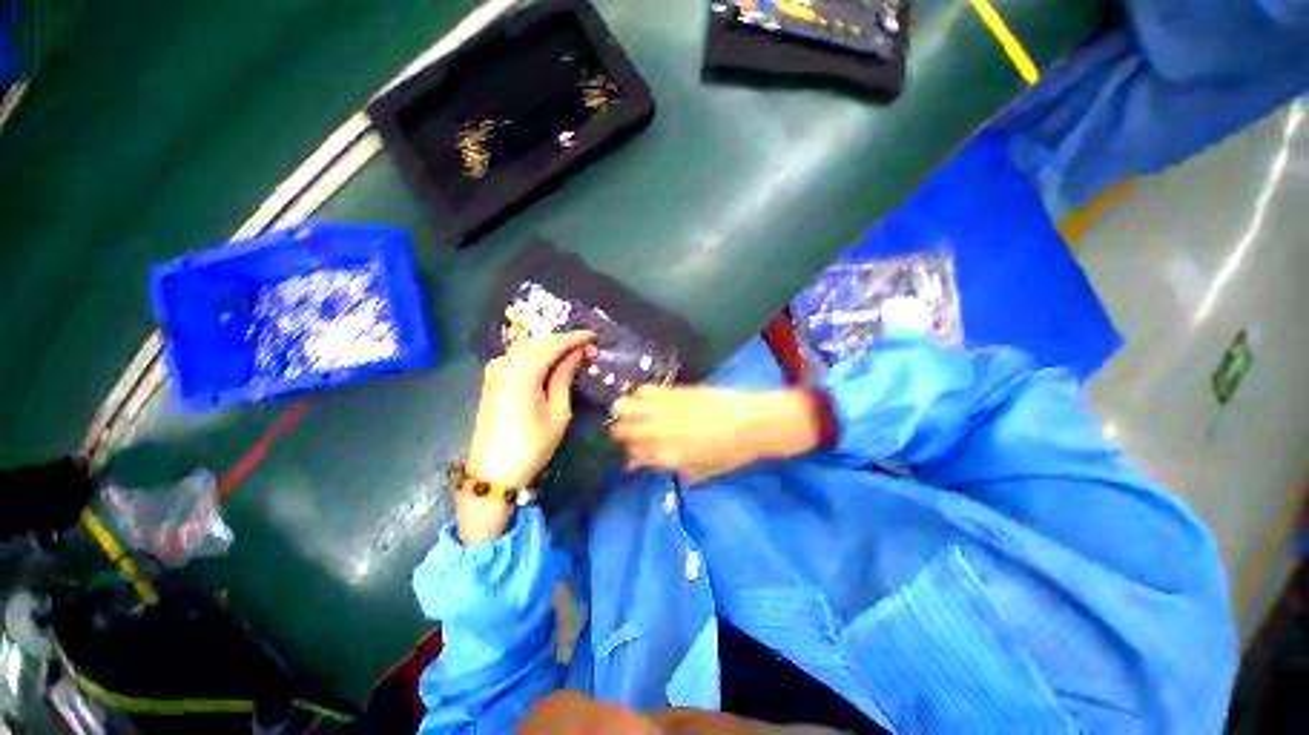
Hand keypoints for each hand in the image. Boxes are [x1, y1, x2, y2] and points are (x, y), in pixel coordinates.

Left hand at [459, 332, 595, 542]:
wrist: (493, 472)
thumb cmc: (532, 445)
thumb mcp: (557, 413)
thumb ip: (564, 378)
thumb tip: (576, 354)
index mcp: (522, 373)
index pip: (552, 345)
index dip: (574, 339)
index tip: (594, 336)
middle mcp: (504, 365)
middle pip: (538, 342)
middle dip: (564, 342)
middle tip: (587, 348)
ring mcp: (494, 371)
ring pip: (526, 347)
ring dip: (550, 346)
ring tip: (573, 353)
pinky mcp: (492, 379)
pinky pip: (516, 356)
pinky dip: (536, 354)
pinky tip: (549, 360)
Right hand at [609, 386, 822, 478]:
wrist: (753, 424)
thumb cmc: (730, 453)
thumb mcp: (699, 470)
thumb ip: (668, 466)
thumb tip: (639, 463)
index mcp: (667, 457)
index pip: (633, 453)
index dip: (629, 450)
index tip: (632, 447)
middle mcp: (660, 433)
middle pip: (624, 430)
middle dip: (621, 430)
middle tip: (627, 428)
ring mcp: (666, 410)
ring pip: (628, 408)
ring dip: (623, 409)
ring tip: (625, 409)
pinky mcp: (676, 392)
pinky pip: (648, 390)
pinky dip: (640, 393)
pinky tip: (642, 395)